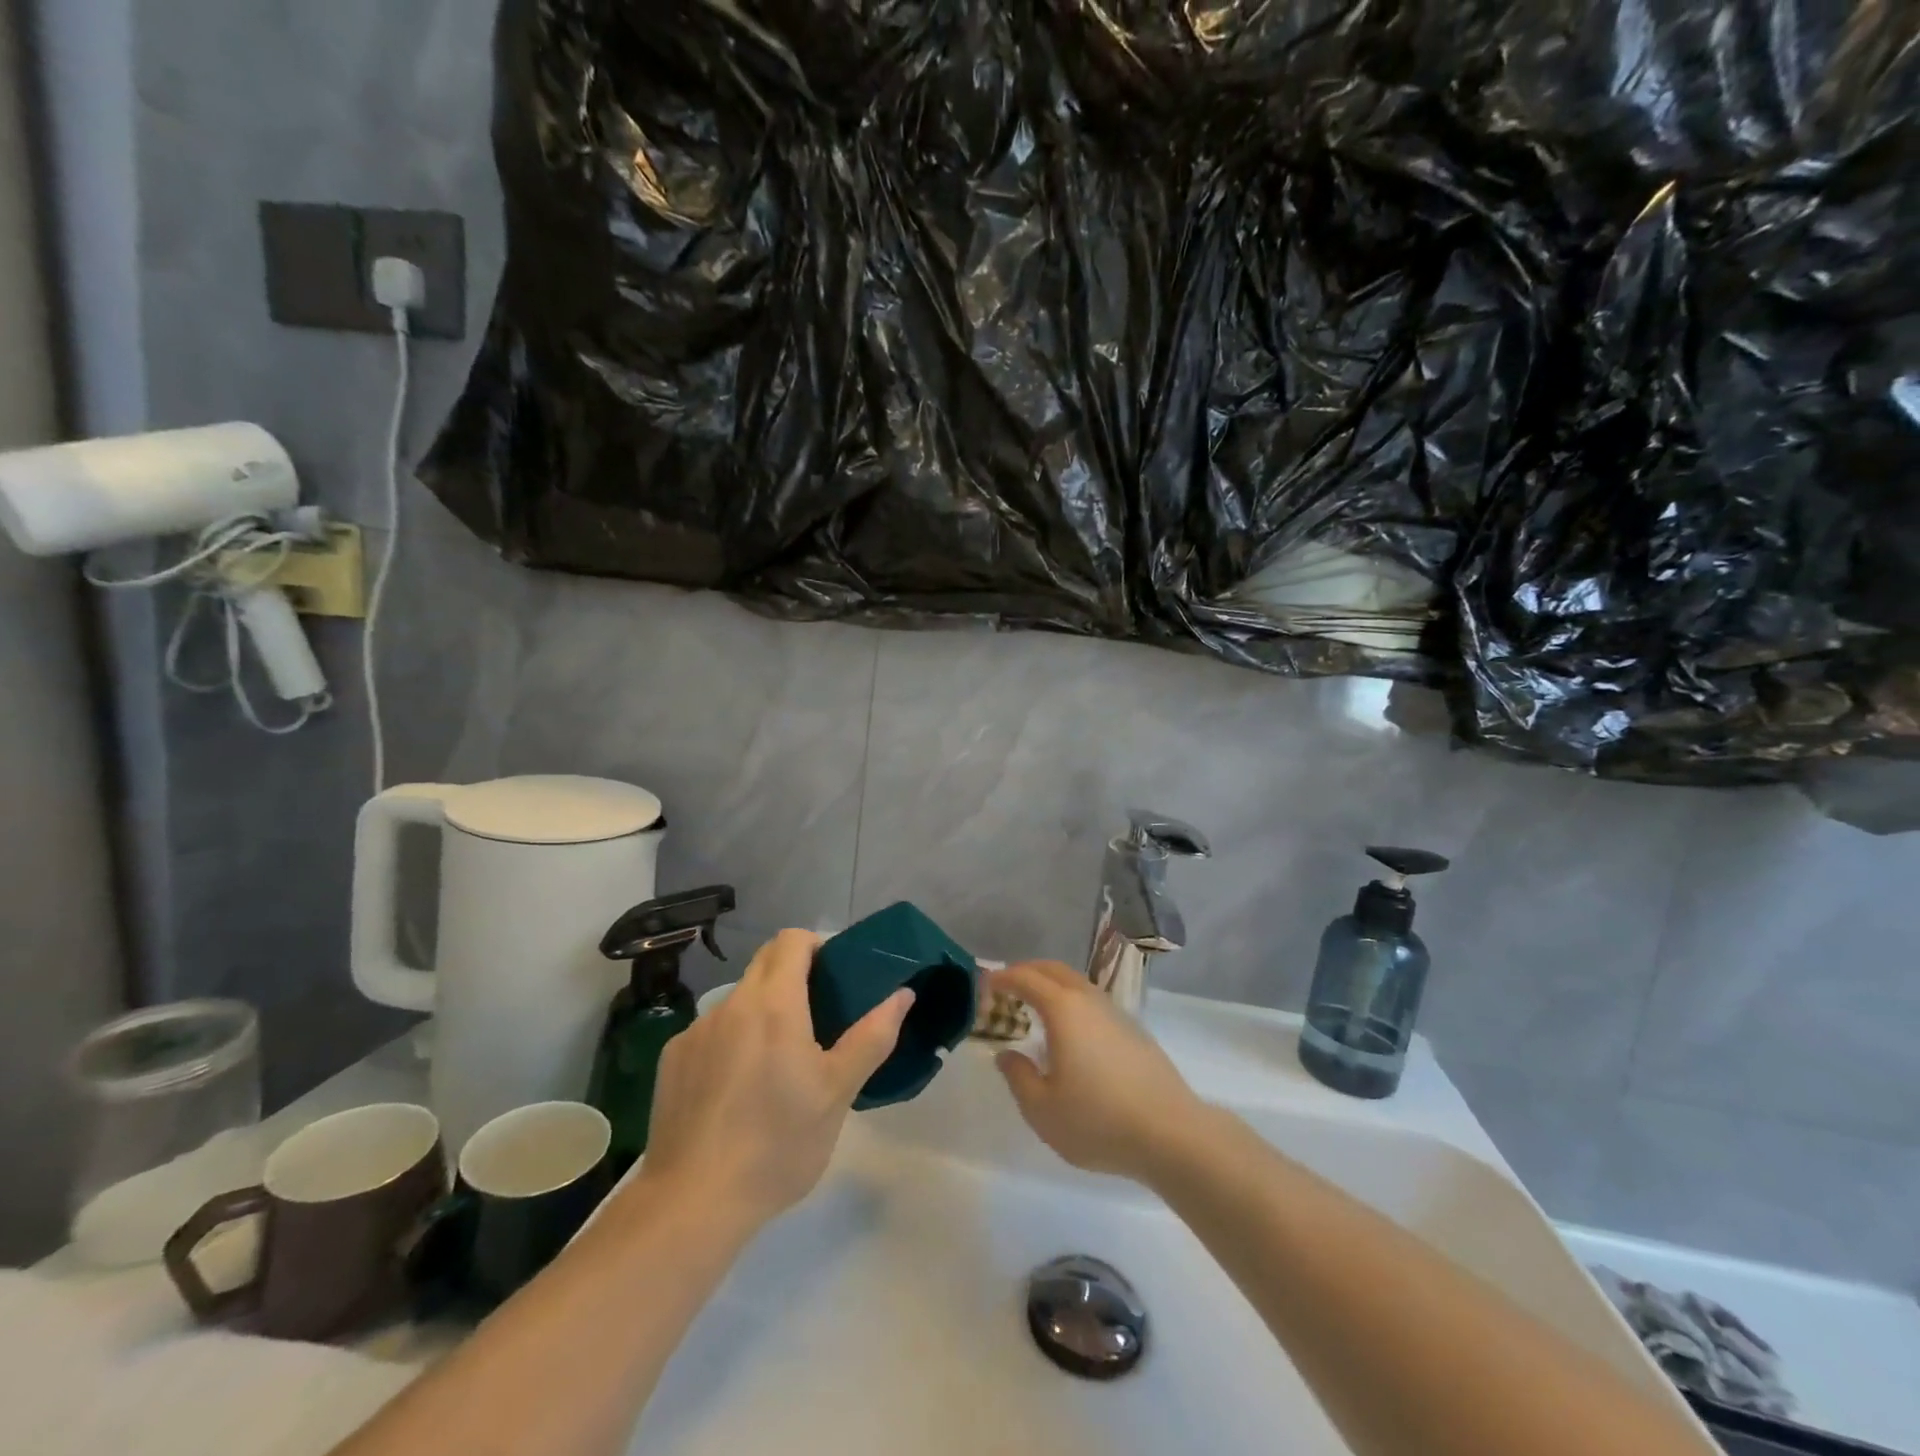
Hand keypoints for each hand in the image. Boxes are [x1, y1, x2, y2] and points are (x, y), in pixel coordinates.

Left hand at [634, 929, 912, 1230]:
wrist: (693, 1202)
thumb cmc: (778, 1143)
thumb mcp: (838, 1092)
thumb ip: (872, 1036)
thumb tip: (902, 994)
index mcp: (773, 1003)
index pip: (792, 940)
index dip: (816, 946)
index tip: (834, 976)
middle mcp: (730, 1005)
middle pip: (764, 962)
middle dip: (793, 973)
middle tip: (818, 1014)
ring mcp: (695, 1032)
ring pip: (738, 999)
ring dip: (762, 1010)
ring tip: (778, 1061)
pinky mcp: (672, 1060)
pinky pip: (711, 1032)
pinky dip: (732, 1041)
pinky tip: (737, 1090)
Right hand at [989, 961, 1206, 1181]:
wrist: (1171, 1133)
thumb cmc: (1099, 1120)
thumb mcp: (1042, 1109)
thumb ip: (1018, 1077)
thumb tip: (1006, 1055)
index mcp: (1063, 1009)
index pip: (1026, 978)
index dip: (1002, 977)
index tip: (984, 984)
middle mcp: (1089, 1000)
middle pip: (1053, 969)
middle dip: (1026, 971)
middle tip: (1005, 985)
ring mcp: (1116, 1013)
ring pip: (1076, 983)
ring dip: (1051, 984)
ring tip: (1033, 1005)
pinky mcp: (1134, 1031)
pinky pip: (1092, 1000)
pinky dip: (1070, 1000)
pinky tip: (1068, 1030)